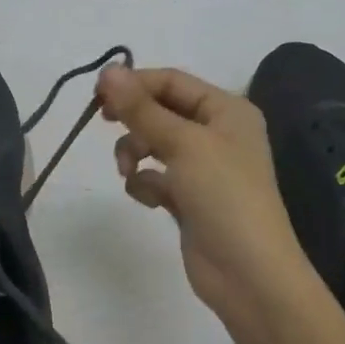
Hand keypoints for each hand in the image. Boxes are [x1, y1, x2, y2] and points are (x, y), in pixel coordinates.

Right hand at [98, 64, 320, 334]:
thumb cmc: (224, 196)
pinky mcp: (189, 199)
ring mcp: (203, 168)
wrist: (248, 273)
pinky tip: (150, 200)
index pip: (172, 81)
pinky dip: (146, 184)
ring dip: (135, 153)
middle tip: (103, 123)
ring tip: (129, 172)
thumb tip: (107, 70)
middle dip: (133, 120)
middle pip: (161, 111)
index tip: (96, 95)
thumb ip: (141, 109)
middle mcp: (217, 133)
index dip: (134, 83)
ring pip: (153, 144)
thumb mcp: (182, 144)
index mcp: (227, 111)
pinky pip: (156, 177)